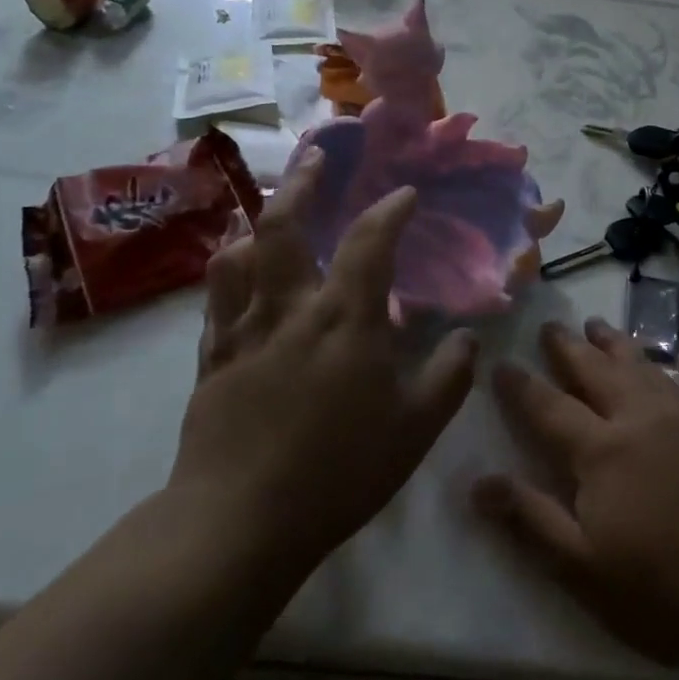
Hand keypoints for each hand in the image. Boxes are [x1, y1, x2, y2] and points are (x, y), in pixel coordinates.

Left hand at [170, 149, 478, 584]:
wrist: (239, 522)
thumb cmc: (339, 470)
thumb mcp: (417, 428)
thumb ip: (449, 375)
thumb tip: (467, 337)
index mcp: (344, 319)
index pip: (371, 242)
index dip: (391, 210)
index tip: (405, 194)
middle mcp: (290, 308)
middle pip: (284, 225)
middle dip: (302, 182)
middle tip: (315, 157)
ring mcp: (242, 329)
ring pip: (239, 253)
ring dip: (255, 220)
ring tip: (268, 207)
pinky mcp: (210, 357)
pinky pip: (215, 296)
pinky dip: (228, 268)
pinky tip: (236, 267)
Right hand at [473, 319, 678, 671]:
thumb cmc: (658, 590)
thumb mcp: (581, 566)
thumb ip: (529, 517)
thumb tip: (478, 482)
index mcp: (601, 450)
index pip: (549, 406)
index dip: (521, 384)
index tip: (501, 363)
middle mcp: (640, 418)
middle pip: (596, 371)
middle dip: (569, 347)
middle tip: (551, 326)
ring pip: (645, 366)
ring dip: (618, 344)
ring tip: (599, 325)